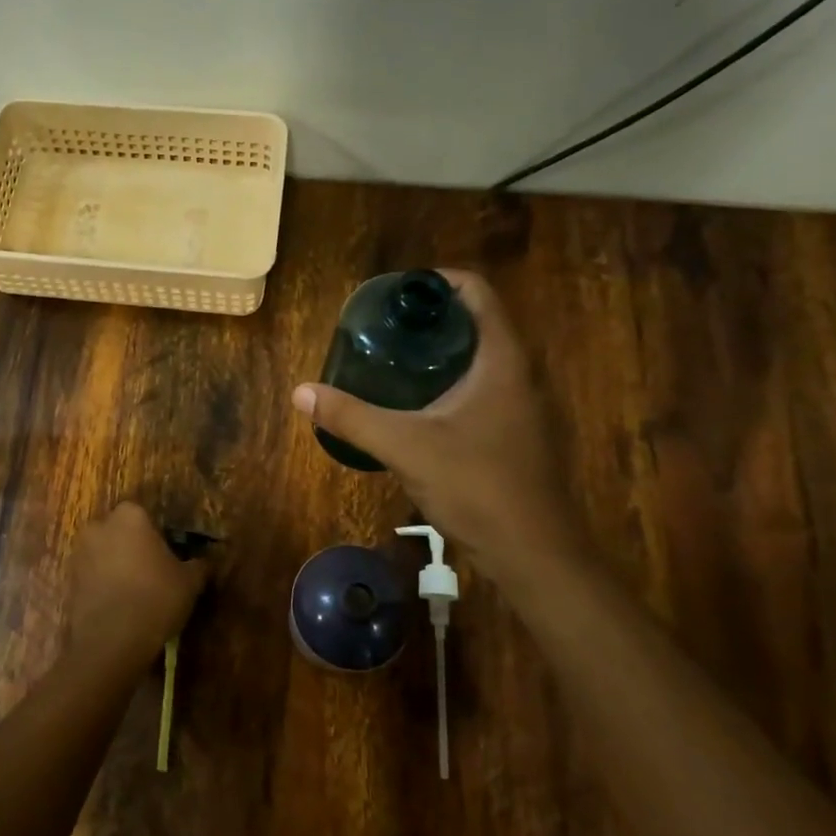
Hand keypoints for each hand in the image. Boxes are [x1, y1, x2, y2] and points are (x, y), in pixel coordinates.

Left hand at [68, 503, 208, 664]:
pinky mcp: (68, 580)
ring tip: (135, 593)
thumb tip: (203, 562)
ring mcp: (79, 553)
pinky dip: (103, 586)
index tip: (169, 556)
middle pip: (120, 532)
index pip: (146, 515)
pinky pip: (92, 577)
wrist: (111, 641)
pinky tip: (119, 606)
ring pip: (104, 554)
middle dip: (133, 547)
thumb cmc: (155, 597)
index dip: (158, 535)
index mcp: (130, 516)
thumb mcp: (189, 582)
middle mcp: (99, 526)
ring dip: (116, 566)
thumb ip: (198, 565)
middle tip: (153, 573)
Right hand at [292, 269, 585, 575]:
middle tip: (382, 326)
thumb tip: (301, 392)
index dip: (437, 281)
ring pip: (479, 358)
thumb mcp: (405, 446)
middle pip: (475, 322)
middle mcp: (519, 373)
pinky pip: (481, 388)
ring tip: (391, 358)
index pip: (477, 292)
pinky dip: (448, 381)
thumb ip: (352, 417)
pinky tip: (415, 405)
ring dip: (439, 351)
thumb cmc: (477, 486)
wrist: (534, 554)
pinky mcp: (516, 433)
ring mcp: (522, 405)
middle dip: (429, 317)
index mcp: (502, 359)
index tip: (395, 293)